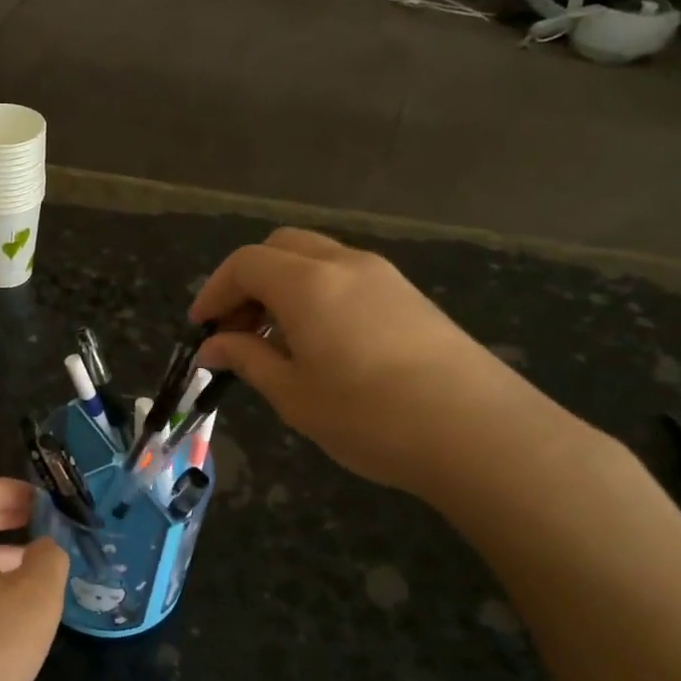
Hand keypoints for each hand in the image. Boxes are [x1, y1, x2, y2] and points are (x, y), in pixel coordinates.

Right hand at [190, 228, 573, 499]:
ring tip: (275, 342)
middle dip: (247, 282)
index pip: (245, 264)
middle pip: (280, 248)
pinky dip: (315, 295)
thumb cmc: (369, 416)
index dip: (214, 292)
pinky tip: (319, 343)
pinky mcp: (409, 296)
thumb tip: (214, 345)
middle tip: (236, 330)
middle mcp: (344, 264)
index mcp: (307, 283)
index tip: (201, 330)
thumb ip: (248, 359)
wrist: (478, 432)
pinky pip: (345, 277)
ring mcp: (383, 276)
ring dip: (282, 288)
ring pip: (315, 259)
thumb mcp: (293, 395)